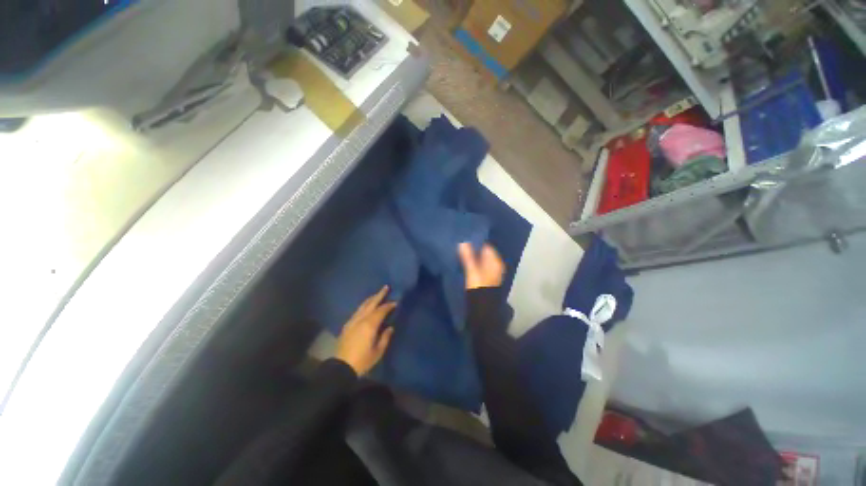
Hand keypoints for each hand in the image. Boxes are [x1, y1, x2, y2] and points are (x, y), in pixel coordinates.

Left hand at [335, 286, 396, 375]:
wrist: (341, 368)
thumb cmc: (362, 360)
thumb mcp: (378, 351)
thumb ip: (385, 338)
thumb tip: (390, 328)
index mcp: (370, 325)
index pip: (381, 310)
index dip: (389, 305)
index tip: (395, 302)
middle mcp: (361, 319)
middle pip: (371, 303)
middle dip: (379, 295)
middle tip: (386, 287)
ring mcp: (352, 321)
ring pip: (363, 306)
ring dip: (371, 299)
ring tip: (377, 294)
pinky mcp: (347, 325)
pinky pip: (357, 311)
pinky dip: (364, 306)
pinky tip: (366, 307)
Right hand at [458, 243, 504, 289]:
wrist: (483, 306)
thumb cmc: (478, 286)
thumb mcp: (472, 270)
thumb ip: (467, 256)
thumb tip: (463, 242)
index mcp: (495, 261)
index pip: (487, 246)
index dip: (476, 243)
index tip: (466, 240)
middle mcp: (497, 265)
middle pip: (485, 254)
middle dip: (475, 250)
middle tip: (463, 247)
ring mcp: (493, 273)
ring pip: (483, 261)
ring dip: (475, 258)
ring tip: (463, 255)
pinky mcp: (489, 279)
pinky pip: (482, 267)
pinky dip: (476, 265)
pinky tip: (468, 265)